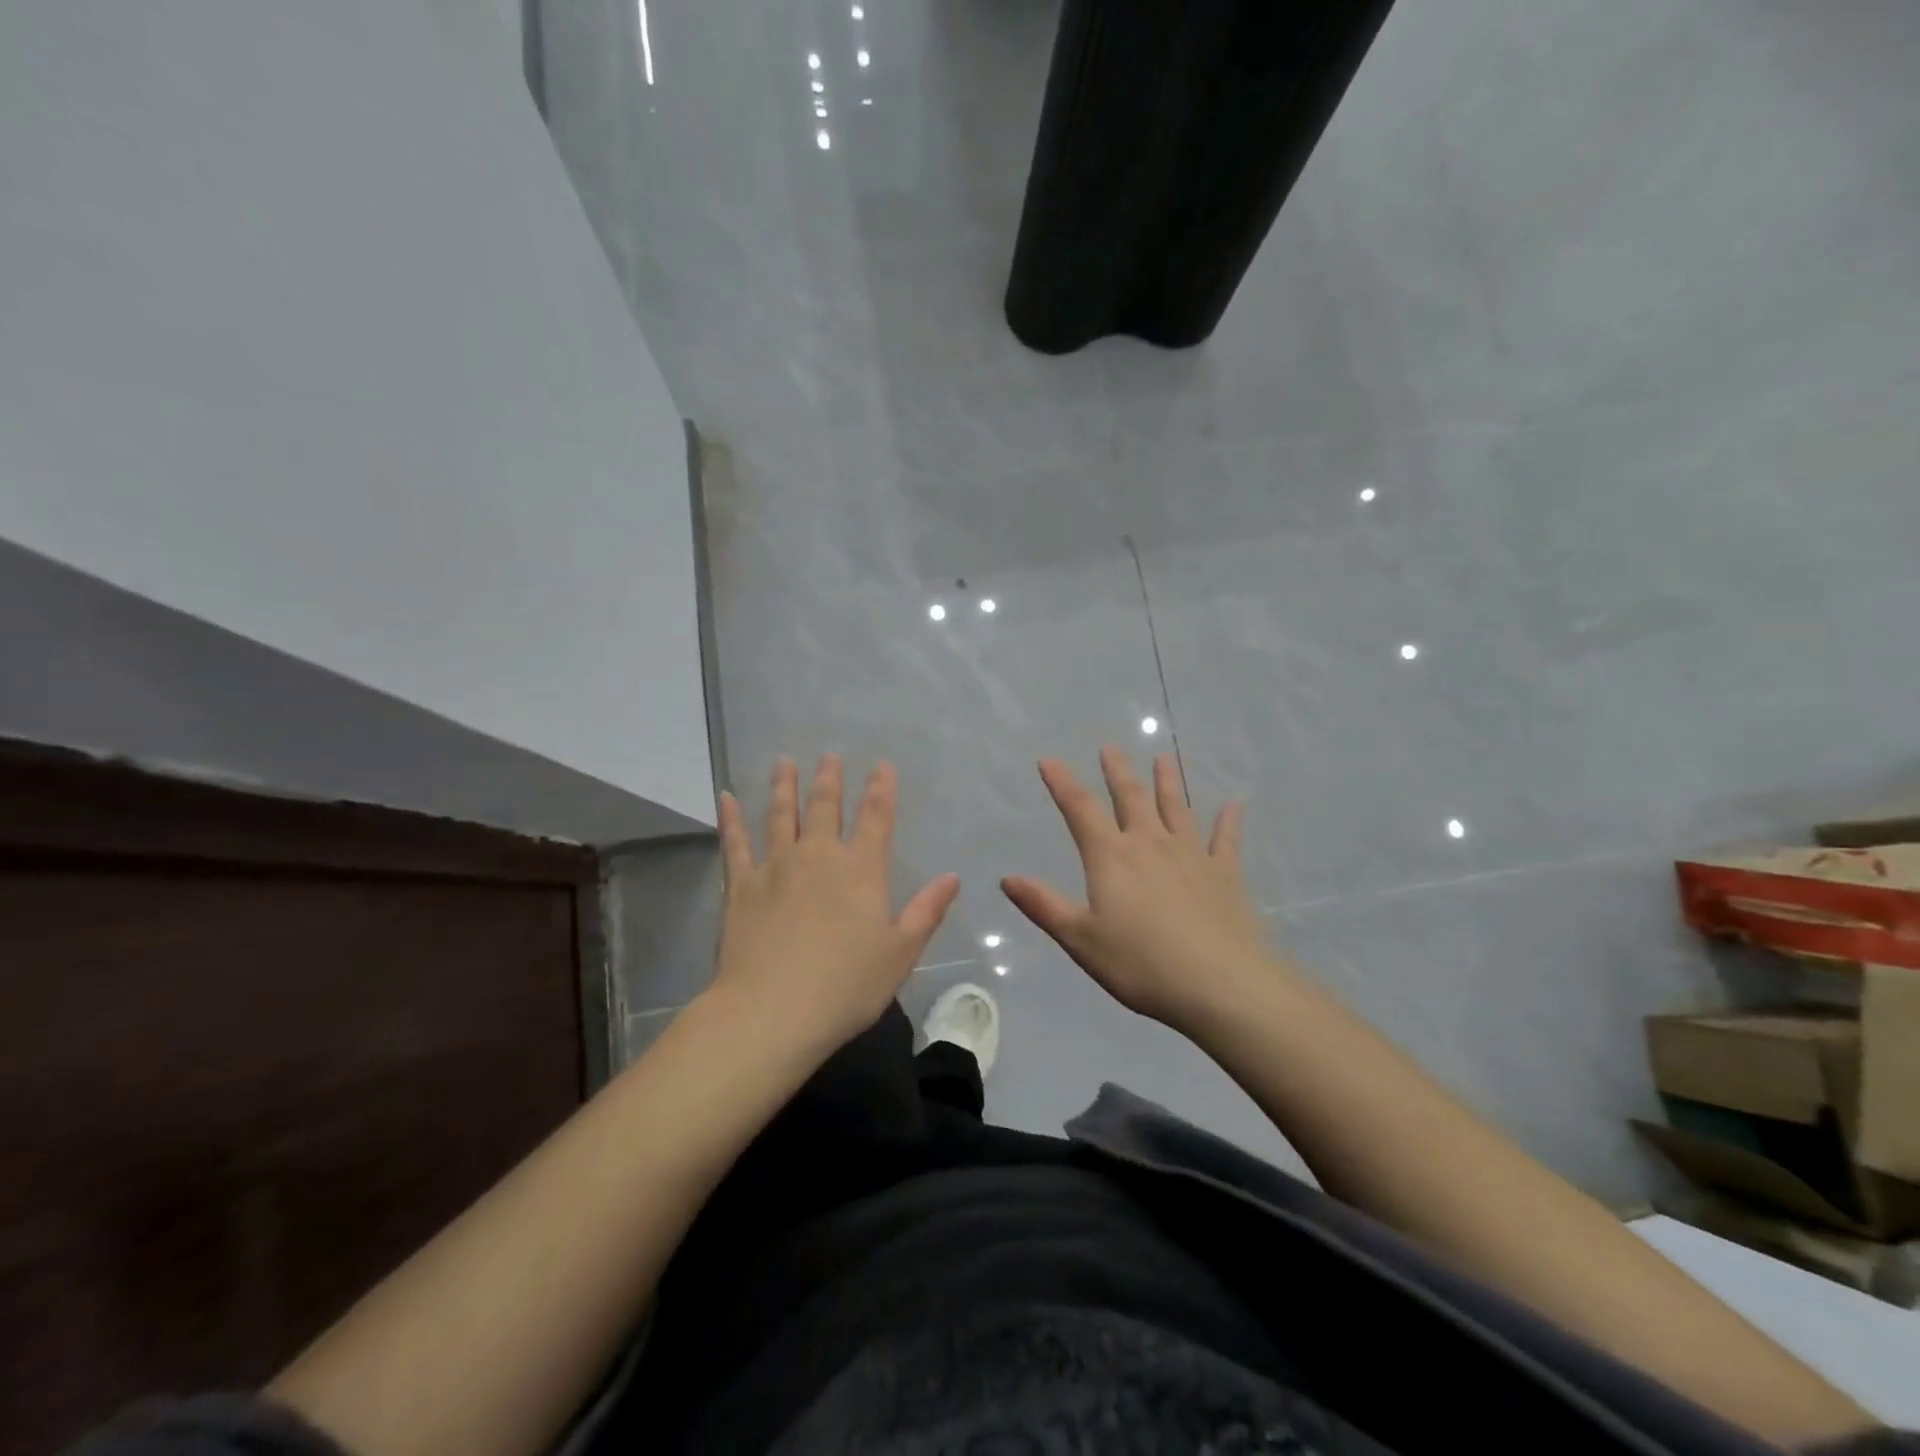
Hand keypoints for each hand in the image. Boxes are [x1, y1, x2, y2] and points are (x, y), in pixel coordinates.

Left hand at [711, 754, 959, 1058]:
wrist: (773, 1011)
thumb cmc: (846, 986)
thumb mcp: (900, 953)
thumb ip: (926, 911)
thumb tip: (952, 878)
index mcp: (861, 870)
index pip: (877, 818)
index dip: (882, 789)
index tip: (883, 765)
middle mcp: (819, 856)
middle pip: (826, 806)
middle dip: (830, 779)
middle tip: (829, 756)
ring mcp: (776, 866)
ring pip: (781, 815)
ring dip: (784, 786)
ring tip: (785, 761)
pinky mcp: (741, 885)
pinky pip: (735, 843)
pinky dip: (731, 818)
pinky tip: (726, 797)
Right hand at [1002, 747, 1278, 1033]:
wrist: (1220, 984)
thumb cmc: (1141, 964)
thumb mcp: (1080, 939)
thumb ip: (1044, 906)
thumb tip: (1007, 878)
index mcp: (1111, 858)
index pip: (1080, 810)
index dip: (1062, 783)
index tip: (1049, 759)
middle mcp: (1150, 844)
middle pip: (1131, 797)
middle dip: (1118, 771)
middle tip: (1111, 747)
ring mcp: (1192, 855)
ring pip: (1177, 808)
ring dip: (1168, 781)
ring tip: (1164, 758)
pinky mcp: (1225, 874)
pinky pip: (1226, 839)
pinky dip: (1229, 820)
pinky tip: (1234, 804)